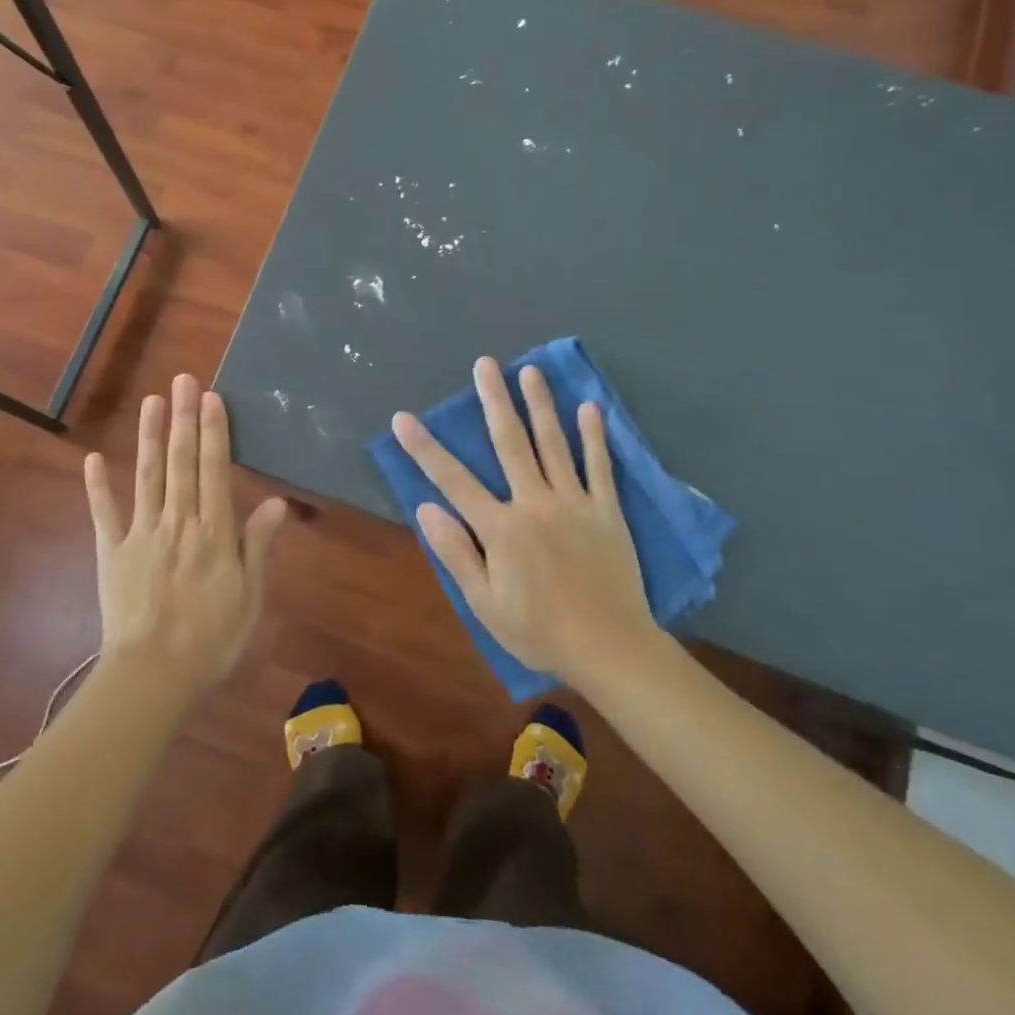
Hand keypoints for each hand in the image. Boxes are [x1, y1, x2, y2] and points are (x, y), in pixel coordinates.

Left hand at [84, 374, 287, 692]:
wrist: (154, 676)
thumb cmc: (211, 639)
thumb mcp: (249, 596)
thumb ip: (258, 545)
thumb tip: (278, 501)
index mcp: (213, 532)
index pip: (214, 470)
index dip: (214, 432)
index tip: (211, 398)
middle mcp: (178, 522)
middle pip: (180, 462)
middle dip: (183, 419)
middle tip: (183, 380)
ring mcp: (140, 534)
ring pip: (146, 476)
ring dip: (148, 437)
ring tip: (151, 401)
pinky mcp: (111, 552)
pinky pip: (104, 514)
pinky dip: (97, 486)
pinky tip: (93, 457)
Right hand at [392, 357, 664, 690]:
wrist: (611, 650)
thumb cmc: (539, 631)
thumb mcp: (484, 603)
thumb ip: (455, 552)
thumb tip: (425, 508)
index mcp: (501, 528)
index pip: (453, 479)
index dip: (425, 448)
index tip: (403, 418)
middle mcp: (535, 503)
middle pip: (511, 443)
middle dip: (494, 401)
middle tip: (485, 364)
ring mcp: (575, 503)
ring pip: (554, 444)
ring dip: (540, 405)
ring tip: (530, 371)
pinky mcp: (607, 511)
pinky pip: (600, 466)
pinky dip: (594, 436)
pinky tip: (589, 407)